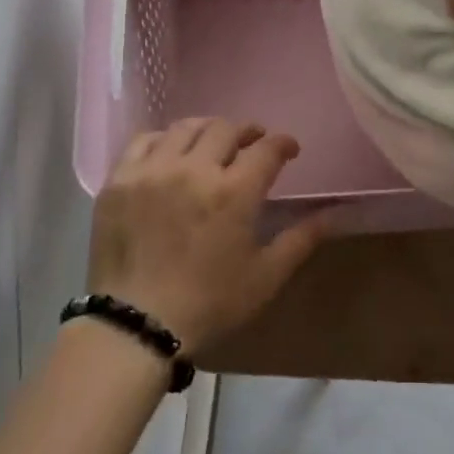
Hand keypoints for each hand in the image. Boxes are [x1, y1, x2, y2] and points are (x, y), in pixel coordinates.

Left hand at [86, 118, 327, 353]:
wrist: (135, 326)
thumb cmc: (209, 304)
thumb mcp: (265, 277)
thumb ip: (301, 239)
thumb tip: (334, 214)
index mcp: (234, 192)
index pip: (267, 148)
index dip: (283, 143)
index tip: (289, 150)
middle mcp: (194, 169)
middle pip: (226, 128)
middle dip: (248, 131)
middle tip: (253, 143)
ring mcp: (152, 171)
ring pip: (186, 127)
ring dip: (208, 130)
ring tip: (213, 143)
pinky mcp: (119, 180)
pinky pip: (144, 140)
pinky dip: (164, 139)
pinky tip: (170, 153)